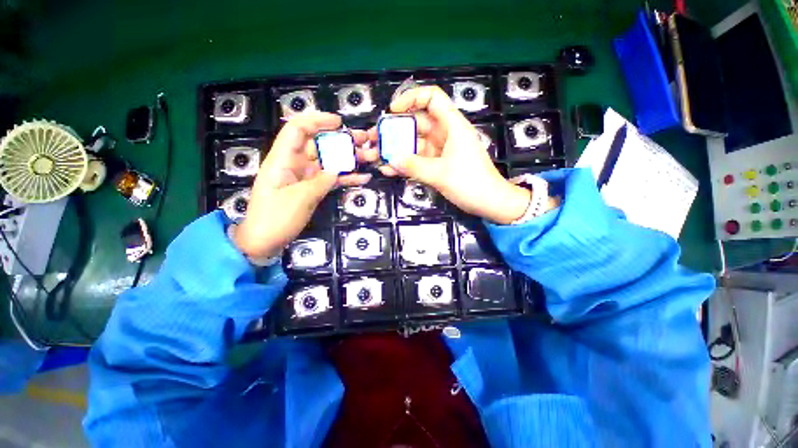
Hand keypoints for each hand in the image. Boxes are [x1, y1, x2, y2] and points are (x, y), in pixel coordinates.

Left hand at [233, 112, 370, 258]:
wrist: (265, 241)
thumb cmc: (275, 218)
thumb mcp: (299, 199)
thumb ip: (320, 182)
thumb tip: (337, 171)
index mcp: (283, 159)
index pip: (298, 130)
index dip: (317, 121)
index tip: (339, 123)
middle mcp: (295, 164)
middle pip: (319, 145)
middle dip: (342, 140)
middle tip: (364, 140)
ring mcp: (306, 177)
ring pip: (329, 162)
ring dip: (349, 159)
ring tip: (370, 157)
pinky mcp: (313, 189)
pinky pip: (331, 179)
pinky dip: (346, 178)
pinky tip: (363, 178)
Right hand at [366, 86, 531, 223]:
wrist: (489, 203)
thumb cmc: (470, 183)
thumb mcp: (440, 174)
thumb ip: (414, 166)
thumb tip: (391, 159)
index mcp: (452, 126)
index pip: (432, 98)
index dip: (411, 99)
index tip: (393, 111)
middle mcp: (445, 134)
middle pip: (417, 123)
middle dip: (395, 130)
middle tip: (375, 139)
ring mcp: (441, 150)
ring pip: (415, 144)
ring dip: (397, 150)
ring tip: (377, 157)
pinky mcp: (438, 165)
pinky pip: (418, 160)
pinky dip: (406, 164)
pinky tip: (390, 170)